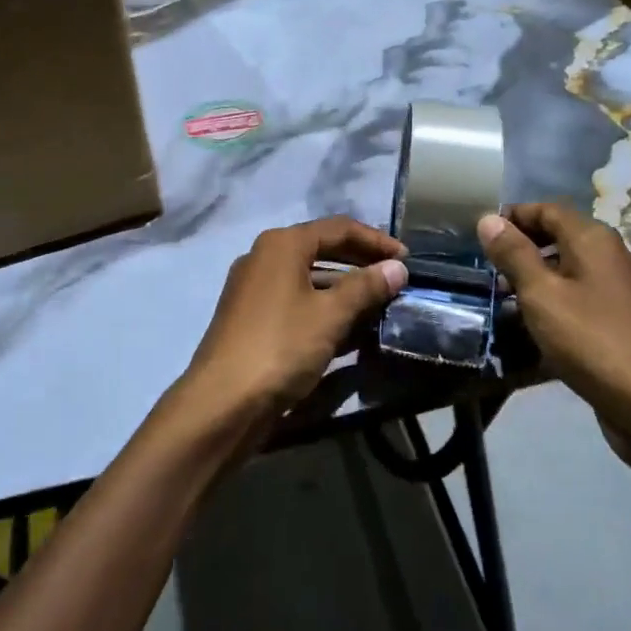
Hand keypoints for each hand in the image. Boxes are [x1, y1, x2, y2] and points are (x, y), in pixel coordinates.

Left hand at [179, 217, 407, 425]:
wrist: (223, 402)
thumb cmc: (281, 346)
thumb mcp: (330, 314)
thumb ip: (366, 287)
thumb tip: (397, 267)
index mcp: (282, 244)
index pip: (339, 228)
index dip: (376, 240)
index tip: (407, 259)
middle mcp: (264, 258)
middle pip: (322, 249)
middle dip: (361, 263)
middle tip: (396, 278)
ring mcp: (254, 289)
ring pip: (310, 278)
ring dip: (345, 289)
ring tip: (380, 305)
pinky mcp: (252, 318)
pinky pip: (297, 301)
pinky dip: (324, 308)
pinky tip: (349, 329)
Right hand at [477, 203, 630, 524]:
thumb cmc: (590, 339)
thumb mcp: (541, 294)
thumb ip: (514, 255)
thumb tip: (488, 219)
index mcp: (592, 239)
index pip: (547, 209)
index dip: (513, 216)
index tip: (481, 234)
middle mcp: (607, 255)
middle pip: (557, 236)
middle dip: (521, 247)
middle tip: (486, 267)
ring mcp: (615, 289)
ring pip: (566, 268)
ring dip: (533, 277)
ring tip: (500, 298)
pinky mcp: (616, 319)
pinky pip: (576, 296)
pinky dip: (551, 301)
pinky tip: (530, 324)